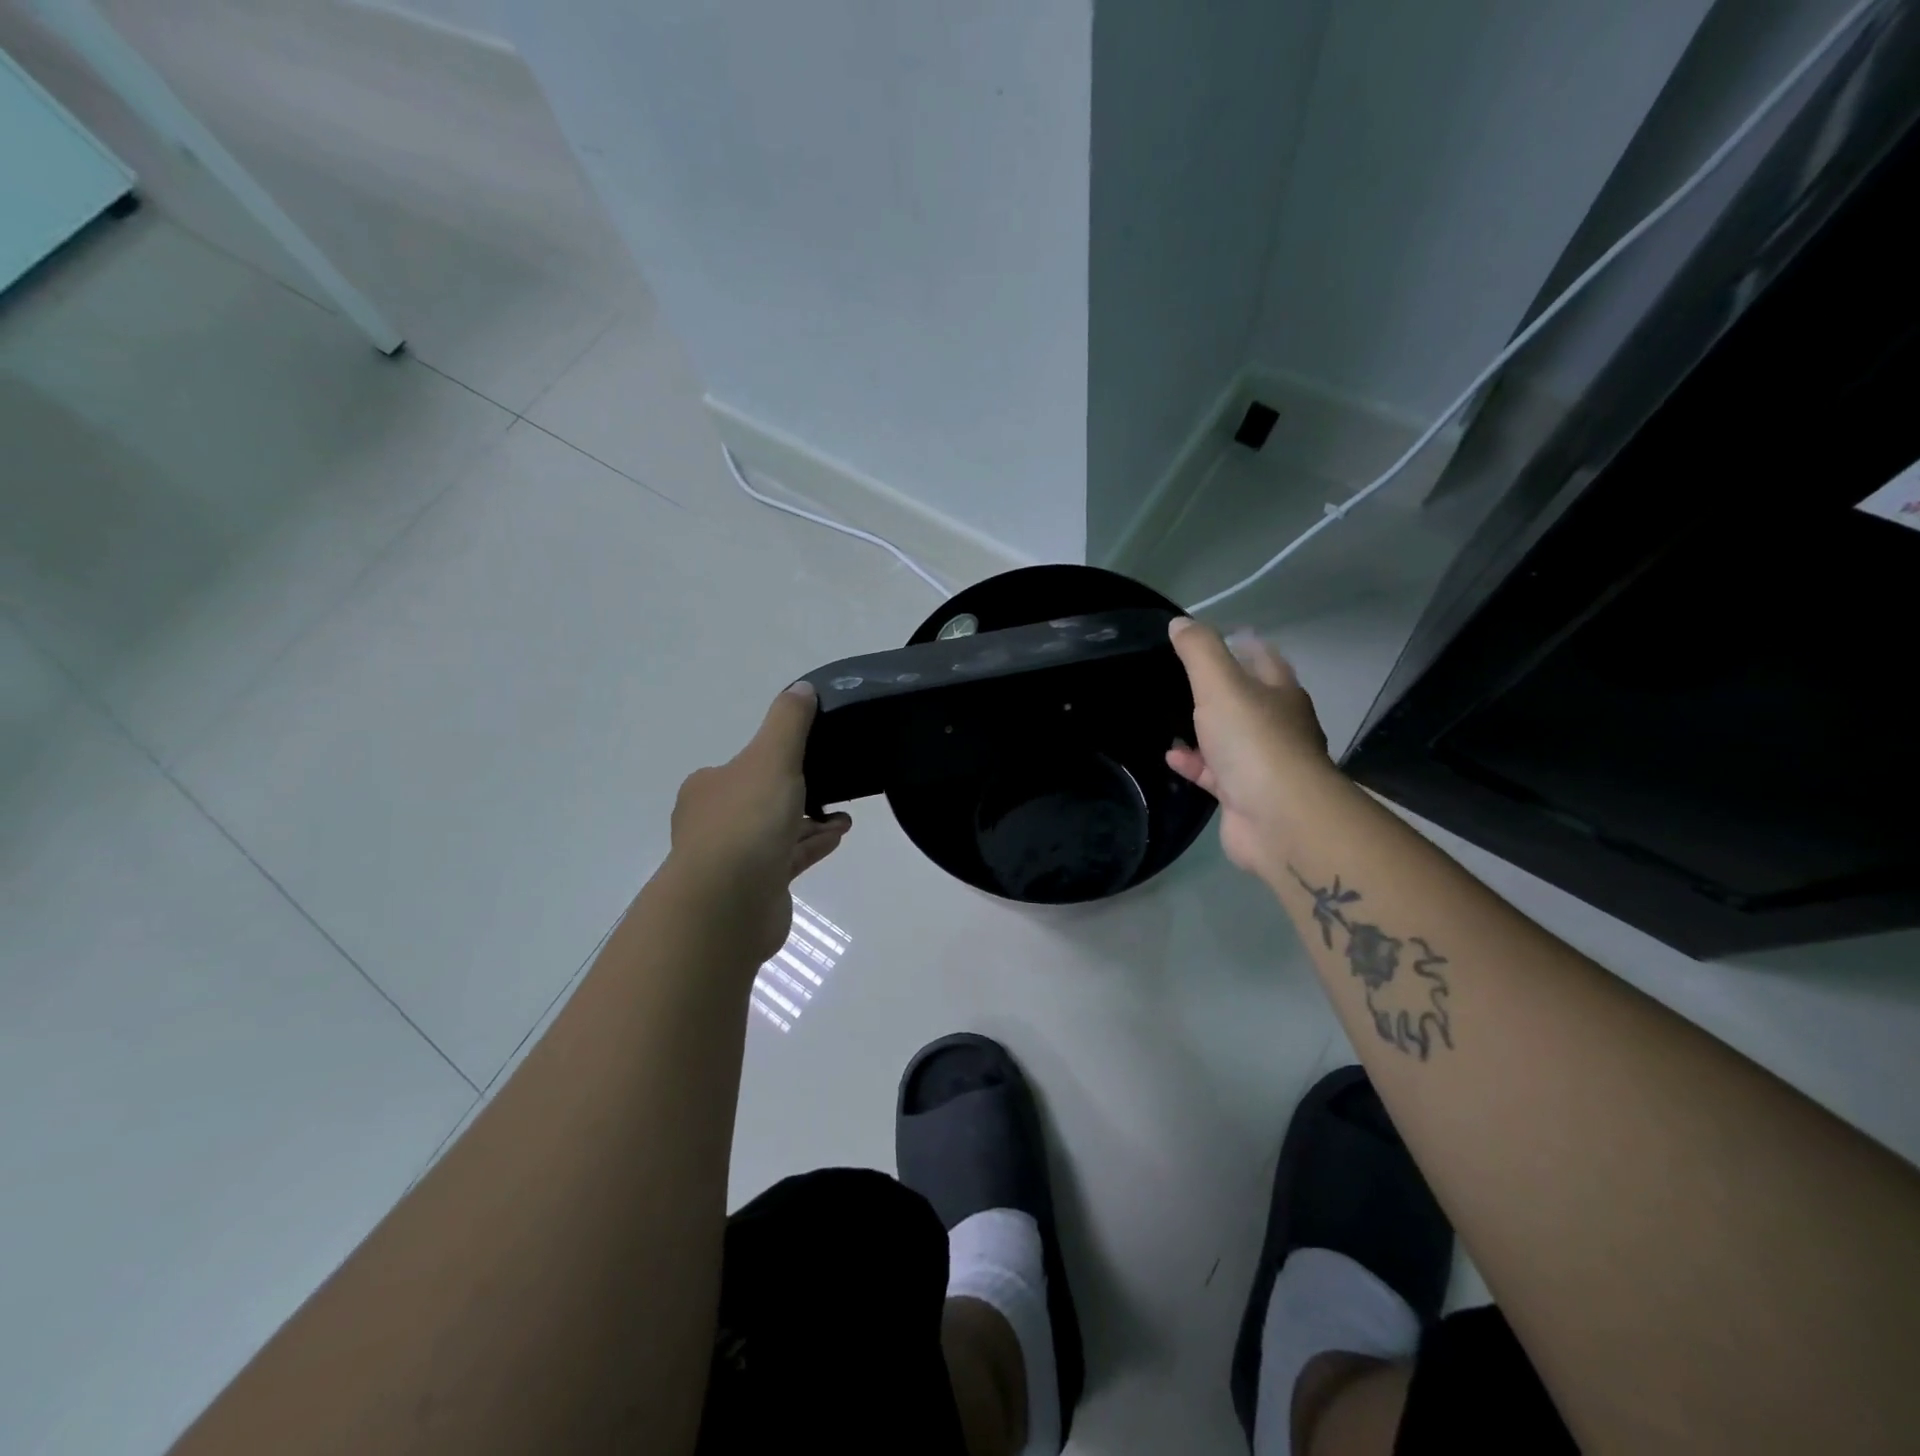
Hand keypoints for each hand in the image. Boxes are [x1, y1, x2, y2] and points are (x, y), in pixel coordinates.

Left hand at [657, 683, 850, 967]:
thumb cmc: (746, 822)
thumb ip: (789, 722)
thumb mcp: (772, 757)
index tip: (812, 757)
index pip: (745, 766)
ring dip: (810, 821)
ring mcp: (732, 859)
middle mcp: (714, 822)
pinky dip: (811, 845)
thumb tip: (802, 689)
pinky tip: (838, 837)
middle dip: (798, 793)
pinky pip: (788, 859)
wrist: (726, 904)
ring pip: (777, 831)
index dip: (777, 760)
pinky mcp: (754, 889)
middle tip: (834, 785)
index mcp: (709, 788)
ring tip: (845, 816)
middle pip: (762, 800)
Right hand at [1165, 618, 1338, 879]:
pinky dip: (1193, 762)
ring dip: (1203, 728)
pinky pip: (1213, 772)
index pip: (1263, 658)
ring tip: (1169, 715)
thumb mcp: (1220, 684)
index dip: (1241, 644)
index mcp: (1280, 694)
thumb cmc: (1253, 740)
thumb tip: (1180, 623)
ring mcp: (1262, 763)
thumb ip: (1199, 652)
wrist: (1278, 817)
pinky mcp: (1244, 794)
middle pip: (1247, 699)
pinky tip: (1170, 755)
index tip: (1214, 636)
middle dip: (1219, 688)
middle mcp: (1277, 726)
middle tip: (1182, 676)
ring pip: (1229, 738)